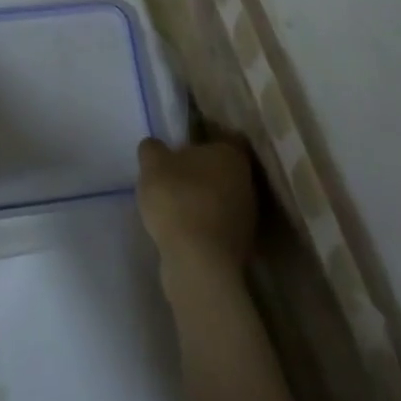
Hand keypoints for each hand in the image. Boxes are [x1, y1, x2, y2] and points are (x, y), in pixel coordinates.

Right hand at [136, 137, 257, 272]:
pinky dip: (203, 226)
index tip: (178, 149)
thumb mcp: (152, 164)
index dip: (198, 142)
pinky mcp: (242, 247)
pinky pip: (218, 226)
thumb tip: (156, 148)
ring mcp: (248, 217)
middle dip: (199, 173)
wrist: (198, 263)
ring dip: (202, 202)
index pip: (219, 138)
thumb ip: (152, 149)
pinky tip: (182, 232)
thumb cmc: (178, 199)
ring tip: (173, 208)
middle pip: (220, 170)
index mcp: (231, 154)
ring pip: (221, 199)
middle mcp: (247, 181)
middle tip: (172, 177)